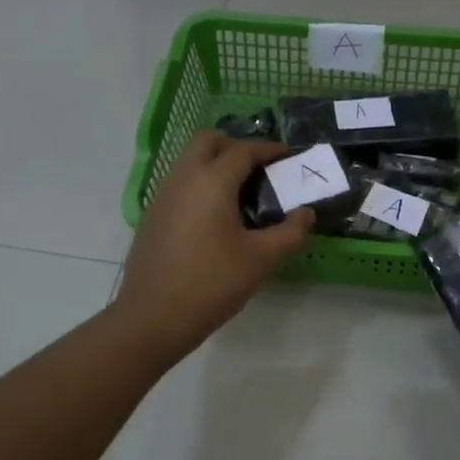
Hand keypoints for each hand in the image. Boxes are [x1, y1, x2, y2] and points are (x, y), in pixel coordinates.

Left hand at [113, 132, 312, 362]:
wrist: (153, 317)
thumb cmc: (212, 283)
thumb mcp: (261, 259)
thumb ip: (290, 232)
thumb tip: (307, 214)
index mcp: (211, 182)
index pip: (243, 150)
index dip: (269, 149)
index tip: (289, 155)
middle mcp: (183, 178)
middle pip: (208, 142)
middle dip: (236, 147)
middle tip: (261, 169)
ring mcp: (162, 196)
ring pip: (190, 161)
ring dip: (216, 165)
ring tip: (243, 194)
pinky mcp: (153, 217)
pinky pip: (180, 184)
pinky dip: (201, 184)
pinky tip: (217, 218)